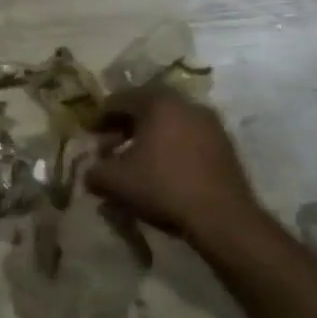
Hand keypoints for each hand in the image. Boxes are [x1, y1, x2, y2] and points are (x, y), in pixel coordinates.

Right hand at [86, 87, 268, 253]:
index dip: (100, 117)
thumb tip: (91, 171)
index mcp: (158, 103)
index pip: (120, 99)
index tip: (90, 135)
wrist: (222, 217)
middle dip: (125, 126)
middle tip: (111, 146)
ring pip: (170, 122)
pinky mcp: (225, 146)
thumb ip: (93, 171)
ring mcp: (211, 124)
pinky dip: (171, 147)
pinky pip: (188, 137)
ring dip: (149, 137)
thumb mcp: (114, 181)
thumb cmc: (162, 188)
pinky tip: (163, 170)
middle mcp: (187, 104)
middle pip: (147, 107)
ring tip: (136, 162)